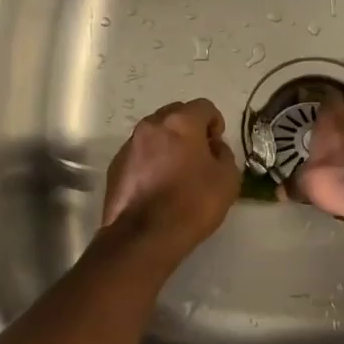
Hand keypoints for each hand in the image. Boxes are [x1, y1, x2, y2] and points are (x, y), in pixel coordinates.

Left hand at [102, 99, 238, 259]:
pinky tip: (156, 186)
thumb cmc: (192, 203)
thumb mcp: (228, 179)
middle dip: (189, 129)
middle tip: (198, 155)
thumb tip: (213, 147)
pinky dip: (150, 161)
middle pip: (175, 115)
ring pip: (154, 133)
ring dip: (167, 144)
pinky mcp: (115, 166)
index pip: (204, 107)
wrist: (144, 237)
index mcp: (181, 122)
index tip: (217, 144)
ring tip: (176, 172)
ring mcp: (129, 145)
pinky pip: (139, 153)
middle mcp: (152, 125)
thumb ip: (224, 154)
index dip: (215, 123)